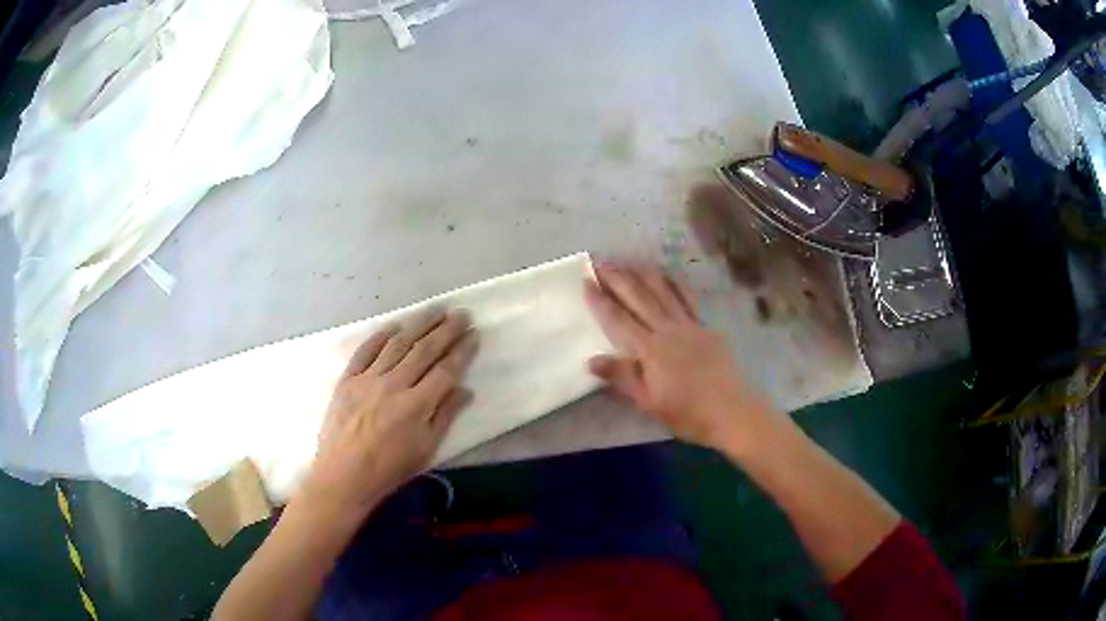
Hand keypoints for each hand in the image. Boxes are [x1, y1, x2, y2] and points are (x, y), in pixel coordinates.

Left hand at [295, 310, 477, 518]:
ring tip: (434, 310)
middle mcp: (394, 384)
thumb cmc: (390, 468)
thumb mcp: (426, 449)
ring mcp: (368, 379)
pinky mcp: (348, 380)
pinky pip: (365, 351)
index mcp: (417, 404)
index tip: (473, 334)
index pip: (445, 370)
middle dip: (445, 330)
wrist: (344, 475)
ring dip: (418, 324)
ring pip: (397, 344)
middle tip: (460, 313)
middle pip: (424, 350)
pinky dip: (380, 336)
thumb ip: (445, 416)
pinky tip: (394, 326)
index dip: (462, 351)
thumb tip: (465, 390)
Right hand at [584, 263, 773, 451]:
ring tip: (627, 260)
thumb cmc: (687, 412)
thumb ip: (622, 377)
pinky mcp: (705, 326)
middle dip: (617, 278)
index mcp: (650, 349)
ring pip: (662, 292)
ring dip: (642, 274)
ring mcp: (688, 324)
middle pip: (638, 298)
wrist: (731, 410)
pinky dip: (675, 284)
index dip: (600, 300)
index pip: (619, 319)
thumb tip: (591, 360)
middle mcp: (667, 329)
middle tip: (599, 261)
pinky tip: (667, 274)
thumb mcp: (649, 401)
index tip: (586, 281)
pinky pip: (687, 299)